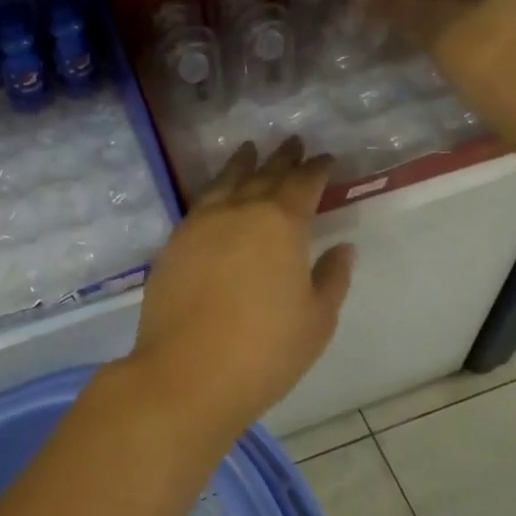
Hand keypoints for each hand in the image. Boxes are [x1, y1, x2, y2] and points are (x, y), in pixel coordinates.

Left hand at [124, 138, 353, 444]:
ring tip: (250, 149)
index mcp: (281, 224)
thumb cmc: (265, 351)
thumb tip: (342, 248)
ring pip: (225, 182)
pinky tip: (216, 193)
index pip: (303, 184)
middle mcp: (239, 212)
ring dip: (242, 163)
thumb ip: (331, 278)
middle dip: (282, 158)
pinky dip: (214, 189)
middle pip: (264, 175)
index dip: (317, 169)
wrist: (187, 373)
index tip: (326, 158)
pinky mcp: (174, 243)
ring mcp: (200, 224)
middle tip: (292, 142)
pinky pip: (200, 203)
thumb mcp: (316, 320)